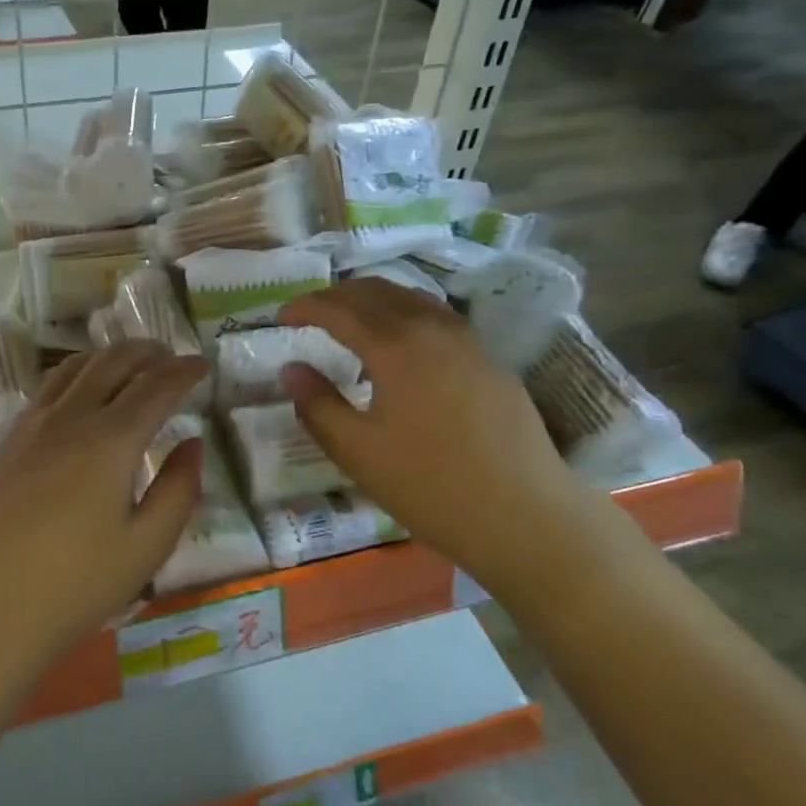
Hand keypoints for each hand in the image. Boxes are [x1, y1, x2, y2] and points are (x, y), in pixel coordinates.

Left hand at [0, 341, 208, 666]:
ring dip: (108, 357)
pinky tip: (79, 395)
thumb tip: (192, 443)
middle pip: (112, 363)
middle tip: (170, 357)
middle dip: (147, 352)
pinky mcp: (7, 443)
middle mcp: (70, 418)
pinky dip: (75, 375)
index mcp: (111, 440)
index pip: (156, 386)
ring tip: (128, 364)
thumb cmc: (77, 584)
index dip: (184, 371)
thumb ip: (178, 489)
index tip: (203, 365)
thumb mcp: (147, 547)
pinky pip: (47, 390)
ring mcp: (32, 427)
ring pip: (74, 368)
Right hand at [278, 279, 598, 599]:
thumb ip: (317, 404)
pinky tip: (400, 349)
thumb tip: (290, 368)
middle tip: (309, 315)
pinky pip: (436, 319)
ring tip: (350, 324)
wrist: (525, 514)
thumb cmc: (430, 486)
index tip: (280, 317)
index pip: (338, 308)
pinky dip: (404, 316)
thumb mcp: (357, 452)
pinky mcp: (489, 360)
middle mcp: (432, 329)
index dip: (305, 307)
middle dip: (336, 296)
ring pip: (411, 299)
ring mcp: (467, 341)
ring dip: (372, 301)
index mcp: (395, 346)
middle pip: (376, 291)